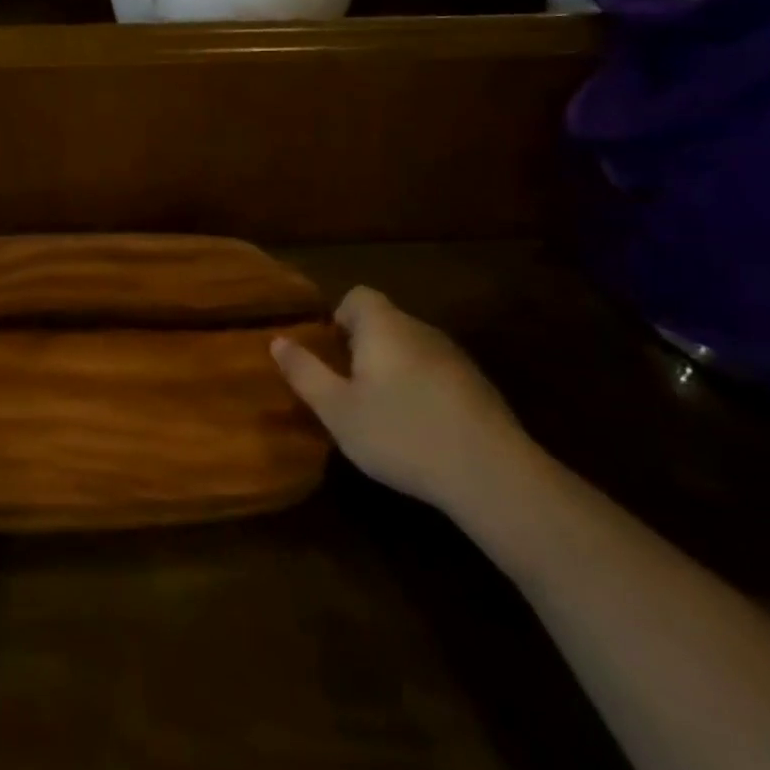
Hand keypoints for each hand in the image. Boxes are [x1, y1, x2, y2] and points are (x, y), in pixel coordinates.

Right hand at [272, 286, 527, 511]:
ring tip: (383, 415)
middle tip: (349, 390)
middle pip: (385, 323)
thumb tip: (277, 340)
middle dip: (364, 348)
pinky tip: (421, 432)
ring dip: (394, 371)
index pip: (358, 296)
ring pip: (412, 350)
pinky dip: (423, 392)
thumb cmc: (400, 433)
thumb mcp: (337, 410)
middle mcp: (420, 329)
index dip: (339, 318)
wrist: (491, 473)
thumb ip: (305, 372)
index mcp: (383, 326)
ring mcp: (455, 358)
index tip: (331, 355)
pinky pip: (437, 376)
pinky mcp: (480, 388)